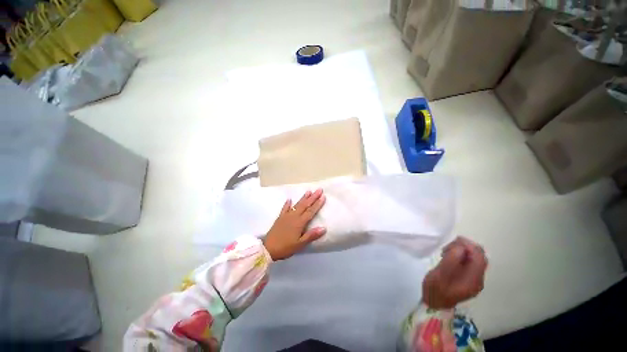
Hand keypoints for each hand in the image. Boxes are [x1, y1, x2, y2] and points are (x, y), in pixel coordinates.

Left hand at [263, 189, 326, 260]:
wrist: (268, 249)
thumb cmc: (286, 247)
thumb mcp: (300, 244)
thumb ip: (311, 235)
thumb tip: (324, 228)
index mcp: (300, 222)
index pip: (311, 211)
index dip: (317, 204)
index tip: (323, 196)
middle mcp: (294, 216)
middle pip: (305, 205)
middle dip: (313, 197)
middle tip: (319, 190)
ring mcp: (286, 216)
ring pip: (297, 205)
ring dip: (303, 198)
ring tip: (309, 191)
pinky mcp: (280, 218)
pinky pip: (284, 208)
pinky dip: (287, 204)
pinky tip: (289, 199)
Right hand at [422, 237, 487, 309]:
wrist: (434, 303)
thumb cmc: (436, 289)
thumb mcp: (441, 273)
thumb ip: (452, 259)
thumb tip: (461, 246)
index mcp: (473, 279)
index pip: (479, 257)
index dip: (469, 245)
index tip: (454, 240)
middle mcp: (477, 279)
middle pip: (478, 256)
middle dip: (465, 247)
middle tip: (448, 247)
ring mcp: (473, 279)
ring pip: (473, 258)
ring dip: (461, 250)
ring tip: (446, 251)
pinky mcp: (467, 278)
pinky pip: (468, 262)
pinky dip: (460, 256)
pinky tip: (448, 256)